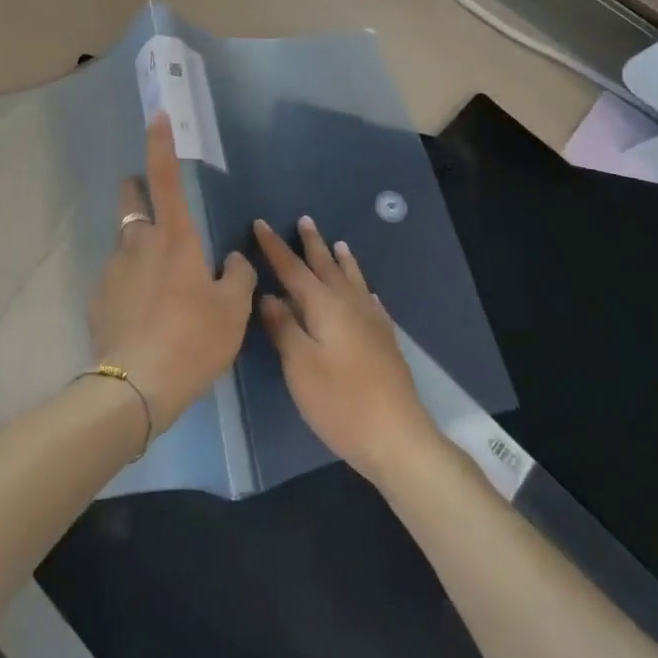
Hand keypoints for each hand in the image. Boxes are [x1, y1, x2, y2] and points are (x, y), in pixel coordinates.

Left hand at [88, 115, 256, 429]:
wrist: (137, 386)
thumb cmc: (193, 339)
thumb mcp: (232, 310)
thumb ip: (237, 277)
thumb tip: (233, 260)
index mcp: (174, 238)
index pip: (166, 177)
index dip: (161, 143)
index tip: (156, 115)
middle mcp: (138, 243)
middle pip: (132, 200)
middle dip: (138, 192)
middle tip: (154, 206)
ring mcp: (113, 269)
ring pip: (125, 242)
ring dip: (139, 248)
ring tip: (160, 285)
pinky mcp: (97, 297)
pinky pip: (117, 279)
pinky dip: (129, 284)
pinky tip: (143, 315)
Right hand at [253, 218, 437, 482]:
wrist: (396, 436)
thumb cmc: (339, 401)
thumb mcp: (299, 365)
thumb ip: (283, 327)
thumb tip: (269, 295)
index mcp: (324, 306)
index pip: (293, 269)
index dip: (275, 248)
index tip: (260, 224)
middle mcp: (349, 305)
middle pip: (327, 267)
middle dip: (312, 244)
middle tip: (305, 220)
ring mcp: (371, 322)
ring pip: (353, 280)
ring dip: (342, 261)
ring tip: (339, 244)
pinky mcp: (385, 340)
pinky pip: (371, 301)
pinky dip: (364, 289)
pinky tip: (368, 293)